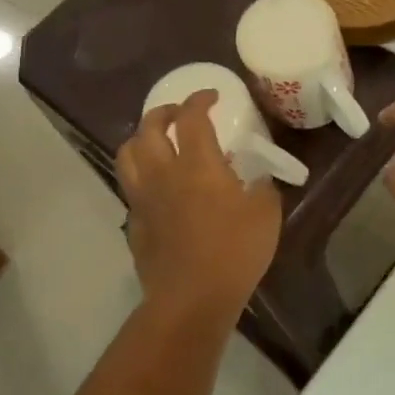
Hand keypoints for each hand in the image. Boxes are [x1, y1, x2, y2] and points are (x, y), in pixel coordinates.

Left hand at [116, 90, 280, 319]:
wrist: (192, 298)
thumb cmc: (235, 251)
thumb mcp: (266, 214)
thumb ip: (262, 188)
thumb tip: (257, 180)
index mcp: (198, 165)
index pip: (191, 118)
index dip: (200, 100)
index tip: (212, 96)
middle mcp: (163, 174)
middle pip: (148, 128)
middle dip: (164, 112)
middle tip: (180, 113)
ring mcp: (143, 199)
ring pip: (127, 154)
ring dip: (141, 139)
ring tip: (157, 141)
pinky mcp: (135, 224)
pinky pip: (131, 188)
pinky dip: (142, 175)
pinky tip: (159, 186)